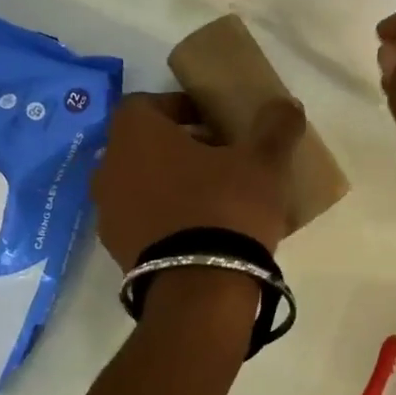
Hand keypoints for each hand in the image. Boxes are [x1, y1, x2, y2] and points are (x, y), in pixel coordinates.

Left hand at [92, 92, 304, 267]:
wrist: (199, 290)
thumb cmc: (226, 208)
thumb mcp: (263, 162)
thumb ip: (275, 126)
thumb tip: (288, 104)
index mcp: (135, 133)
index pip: (148, 104)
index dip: (181, 108)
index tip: (214, 122)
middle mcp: (109, 166)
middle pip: (142, 144)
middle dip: (178, 147)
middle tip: (219, 158)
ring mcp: (108, 211)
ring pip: (139, 182)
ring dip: (168, 183)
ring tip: (211, 197)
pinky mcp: (116, 249)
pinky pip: (140, 219)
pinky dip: (163, 217)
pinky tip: (198, 230)